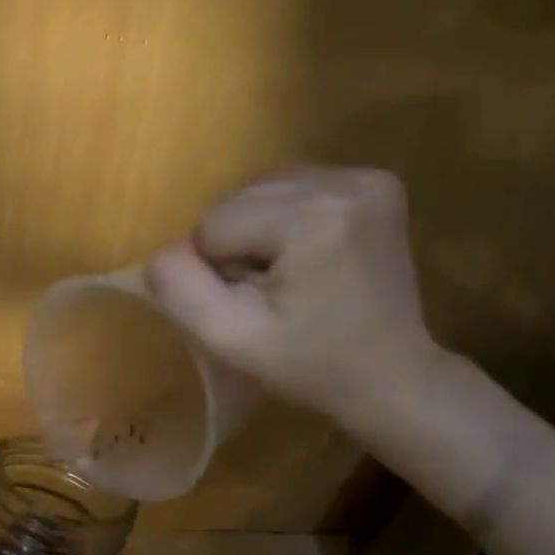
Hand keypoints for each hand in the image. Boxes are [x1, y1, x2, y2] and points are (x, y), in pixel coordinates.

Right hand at [146, 166, 439, 421]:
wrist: (390, 377)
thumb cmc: (309, 367)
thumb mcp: (230, 340)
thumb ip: (180, 290)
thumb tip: (164, 253)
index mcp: (312, 217)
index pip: (212, 225)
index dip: (218, 272)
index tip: (257, 306)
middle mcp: (345, 180)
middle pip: (237, 200)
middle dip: (236, 246)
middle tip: (270, 295)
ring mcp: (367, 177)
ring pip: (260, 191)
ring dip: (256, 233)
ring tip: (289, 277)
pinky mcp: (376, 182)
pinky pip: (292, 189)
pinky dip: (283, 221)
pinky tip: (307, 257)